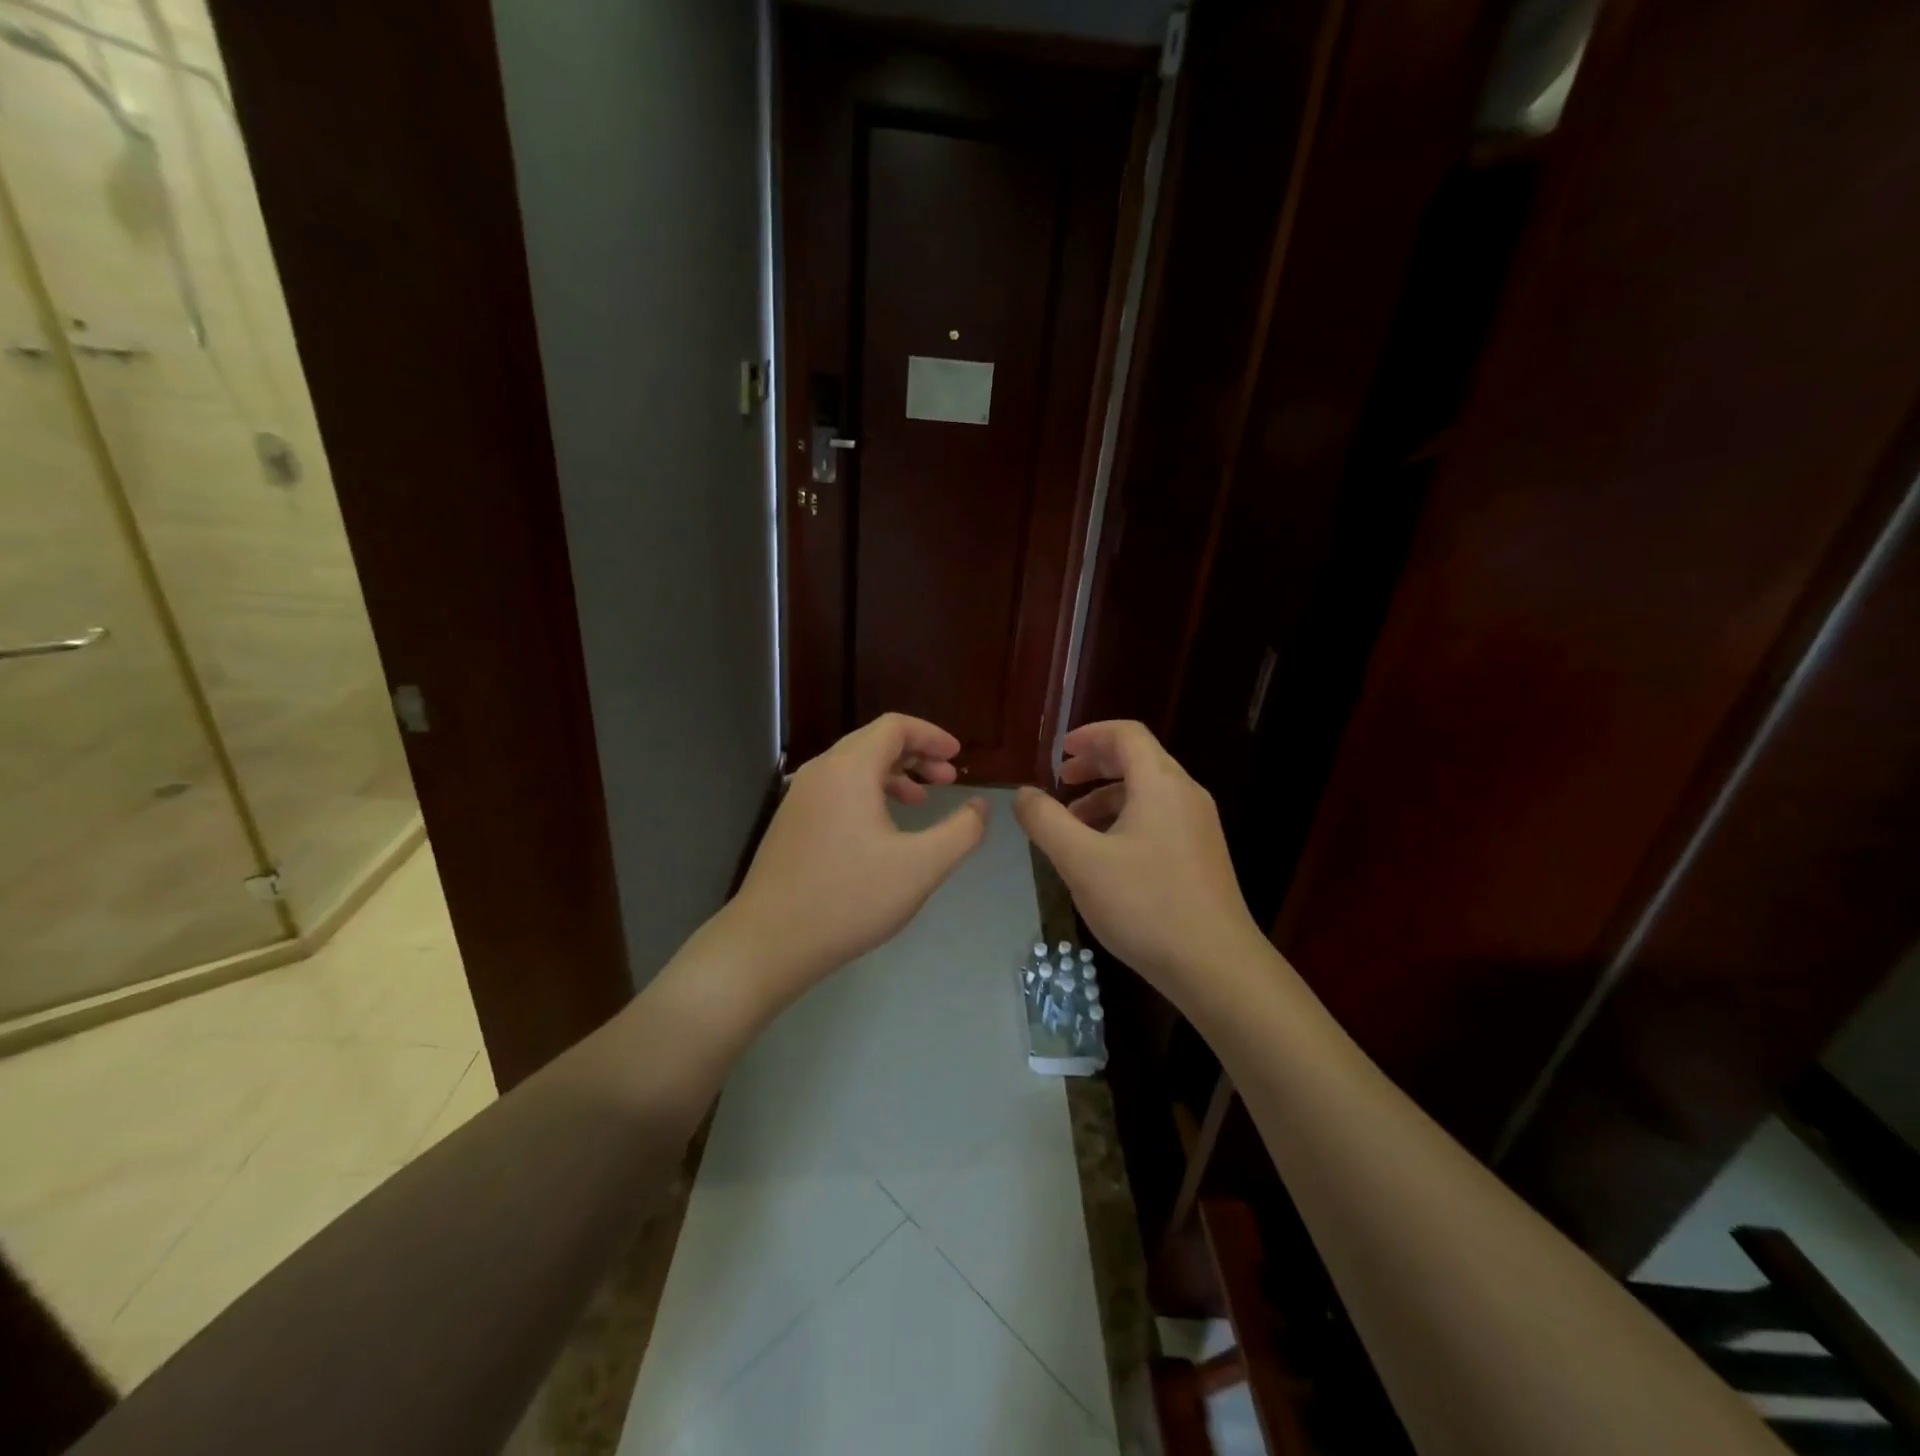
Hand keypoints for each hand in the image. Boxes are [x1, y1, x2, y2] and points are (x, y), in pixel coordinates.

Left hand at [726, 713, 988, 1004]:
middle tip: (948, 779)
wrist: (770, 941)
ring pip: (853, 768)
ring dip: (893, 775)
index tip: (958, 755)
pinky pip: (836, 790)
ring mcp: (800, 798)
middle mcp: (820, 772)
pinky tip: (882, 830)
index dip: (931, 736)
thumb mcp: (921, 867)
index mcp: (849, 769)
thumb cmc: (850, 899)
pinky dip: (868, 794)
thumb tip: (981, 807)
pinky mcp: (790, 823)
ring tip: (921, 802)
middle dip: (916, 755)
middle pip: (873, 742)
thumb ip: (961, 831)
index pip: (895, 727)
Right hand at [1013, 721, 1267, 1001]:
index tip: (1059, 752)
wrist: (1216, 965)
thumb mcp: (1080, 861)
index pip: (1126, 734)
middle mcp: (1186, 795)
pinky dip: (1126, 819)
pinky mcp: (1202, 855)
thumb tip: (1023, 793)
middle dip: (1096, 764)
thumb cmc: (1144, 904)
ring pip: (1148, 792)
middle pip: (1139, 759)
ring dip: (1108, 796)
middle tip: (1061, 780)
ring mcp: (1198, 826)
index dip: (1090, 735)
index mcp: (1160, 784)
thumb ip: (1045, 821)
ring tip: (1073, 823)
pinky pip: (1159, 818)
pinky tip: (1105, 854)